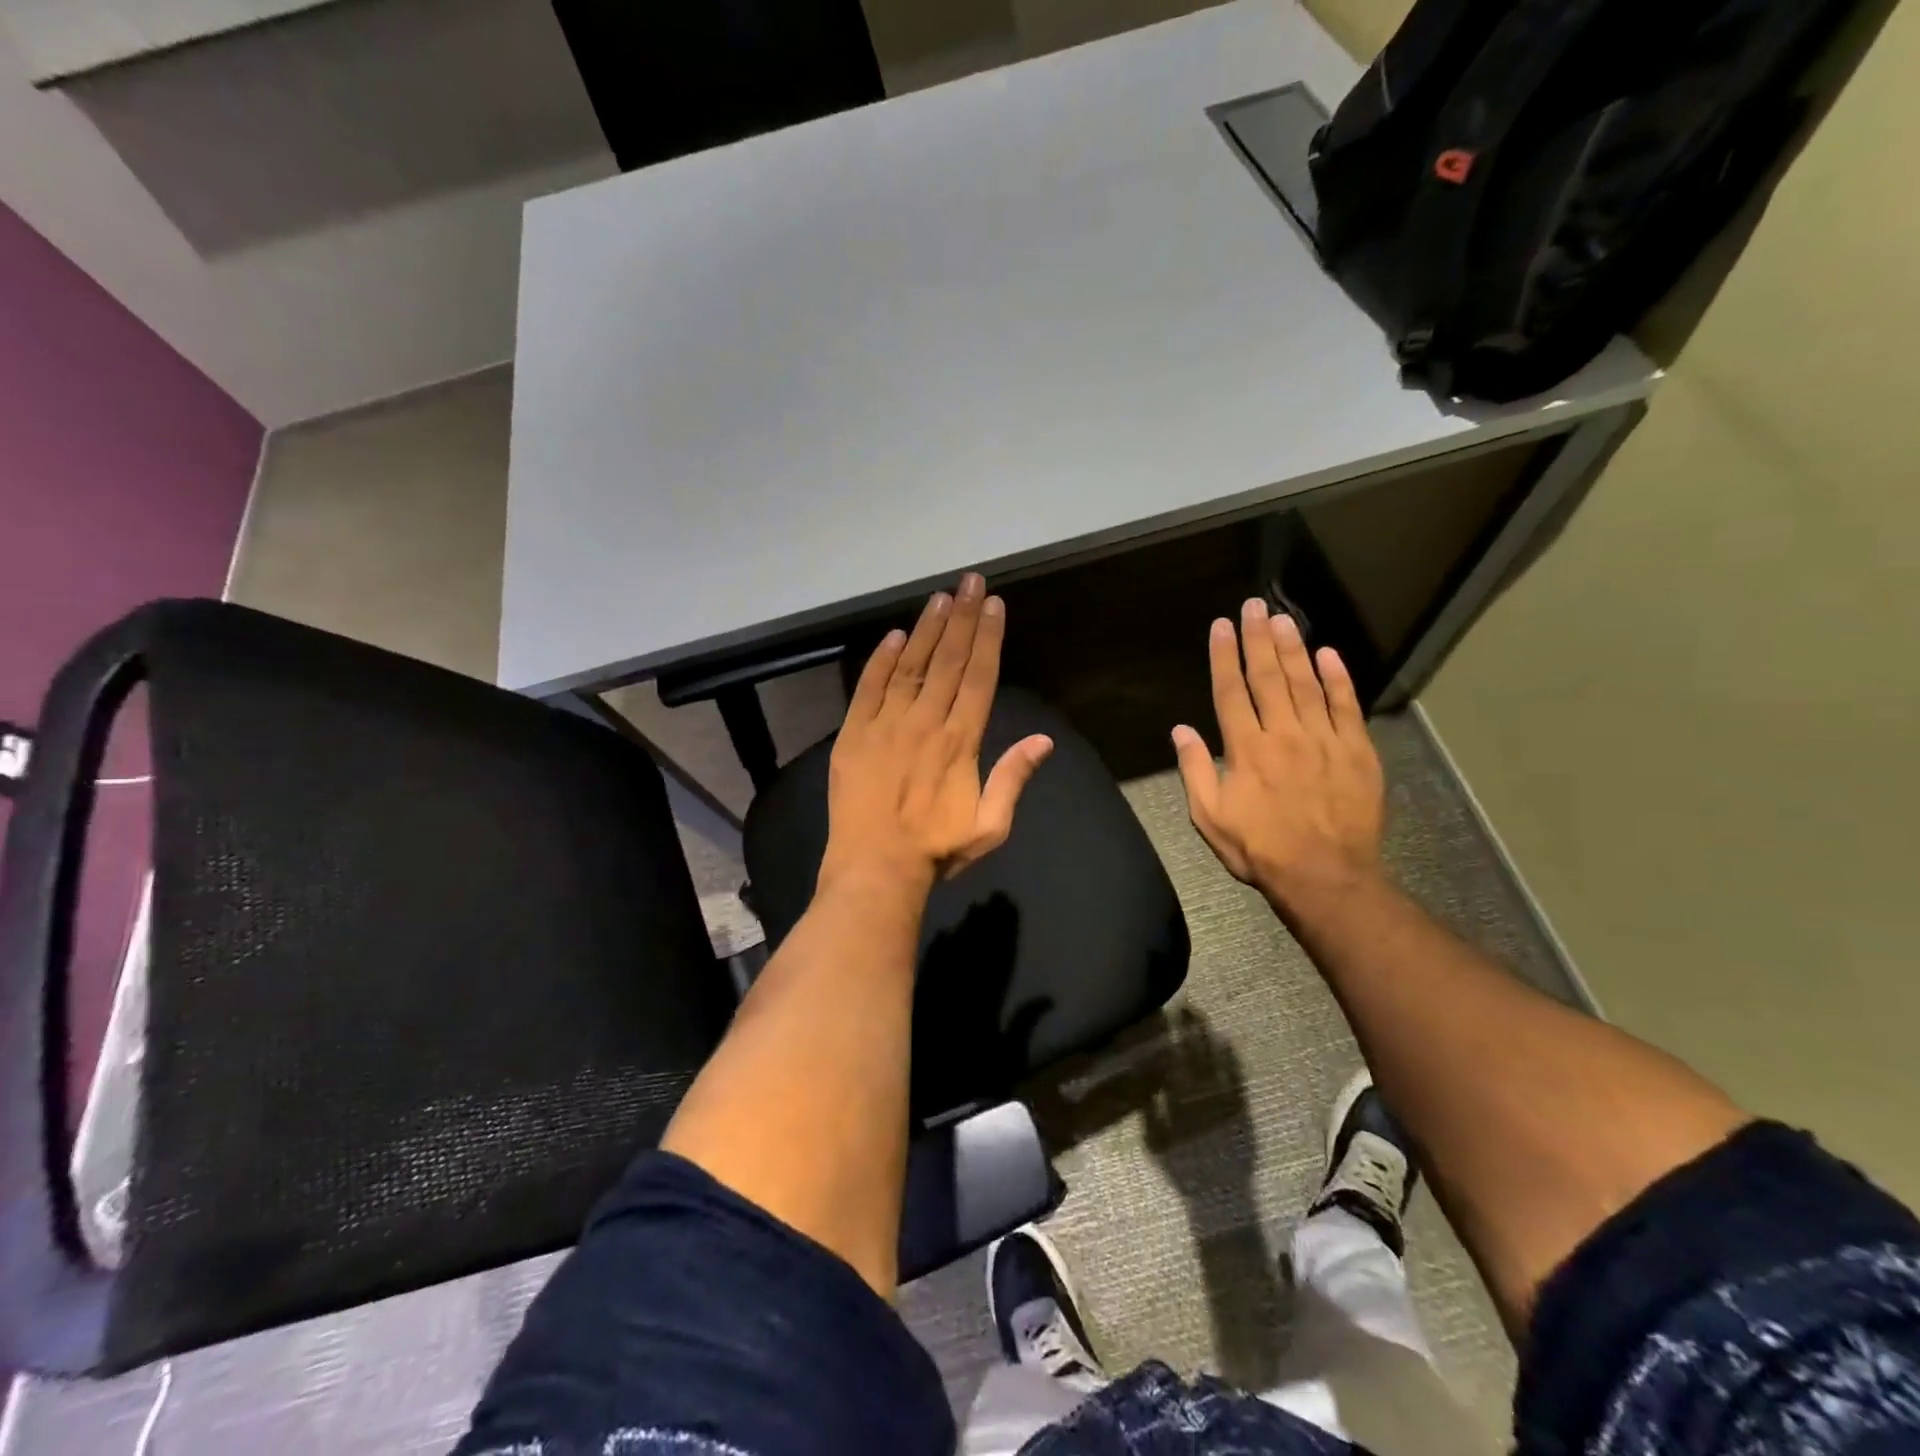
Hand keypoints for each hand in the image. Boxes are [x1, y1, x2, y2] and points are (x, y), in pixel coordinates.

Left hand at [824, 573, 1053, 893]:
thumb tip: (1044, 740)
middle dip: (963, 618)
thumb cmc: (936, 850)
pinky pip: (869, 687)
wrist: (875, 869)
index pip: (979, 677)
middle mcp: (925, 722)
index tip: (995, 605)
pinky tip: (894, 635)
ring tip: (941, 597)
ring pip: (910, 665)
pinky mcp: (854, 734)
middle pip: (949, 660)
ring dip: (927, 629)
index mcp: (960, 741)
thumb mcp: (990, 825)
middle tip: (971, 582)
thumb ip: (1014, 778)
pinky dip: (881, 660)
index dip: (989, 638)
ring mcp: (886, 725)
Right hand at [1172, 598, 1385, 914]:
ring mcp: (1324, 740)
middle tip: (1254, 606)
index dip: (1225, 656)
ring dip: (1294, 648)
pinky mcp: (1357, 751)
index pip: (1231, 691)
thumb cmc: (1260, 848)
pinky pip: (1346, 706)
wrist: (1325, 876)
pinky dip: (1338, 678)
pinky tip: (1329, 654)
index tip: (1222, 626)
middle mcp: (1284, 734)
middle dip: (1259, 638)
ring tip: (1283, 619)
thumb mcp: (1210, 817)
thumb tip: (1181, 730)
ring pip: (1306, 683)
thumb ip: (1195, 770)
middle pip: (1269, 677)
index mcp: (1246, 749)